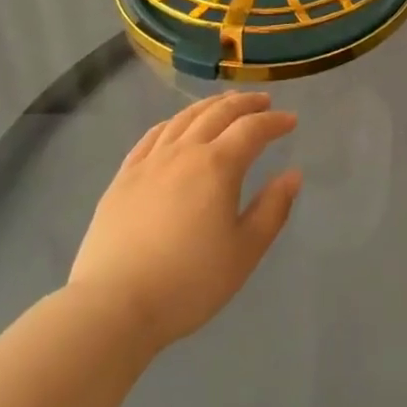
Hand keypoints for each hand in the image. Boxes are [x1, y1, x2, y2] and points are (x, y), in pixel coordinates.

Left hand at [68, 92, 301, 353]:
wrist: (113, 305)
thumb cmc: (188, 282)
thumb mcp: (244, 252)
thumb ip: (272, 209)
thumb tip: (292, 175)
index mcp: (218, 166)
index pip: (252, 129)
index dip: (274, 122)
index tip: (291, 120)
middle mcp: (185, 151)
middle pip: (218, 113)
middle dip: (245, 103)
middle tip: (263, 101)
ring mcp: (150, 161)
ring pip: (184, 118)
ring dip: (210, 105)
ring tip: (225, 103)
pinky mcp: (124, 176)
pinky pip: (153, 136)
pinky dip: (173, 122)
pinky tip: (177, 126)